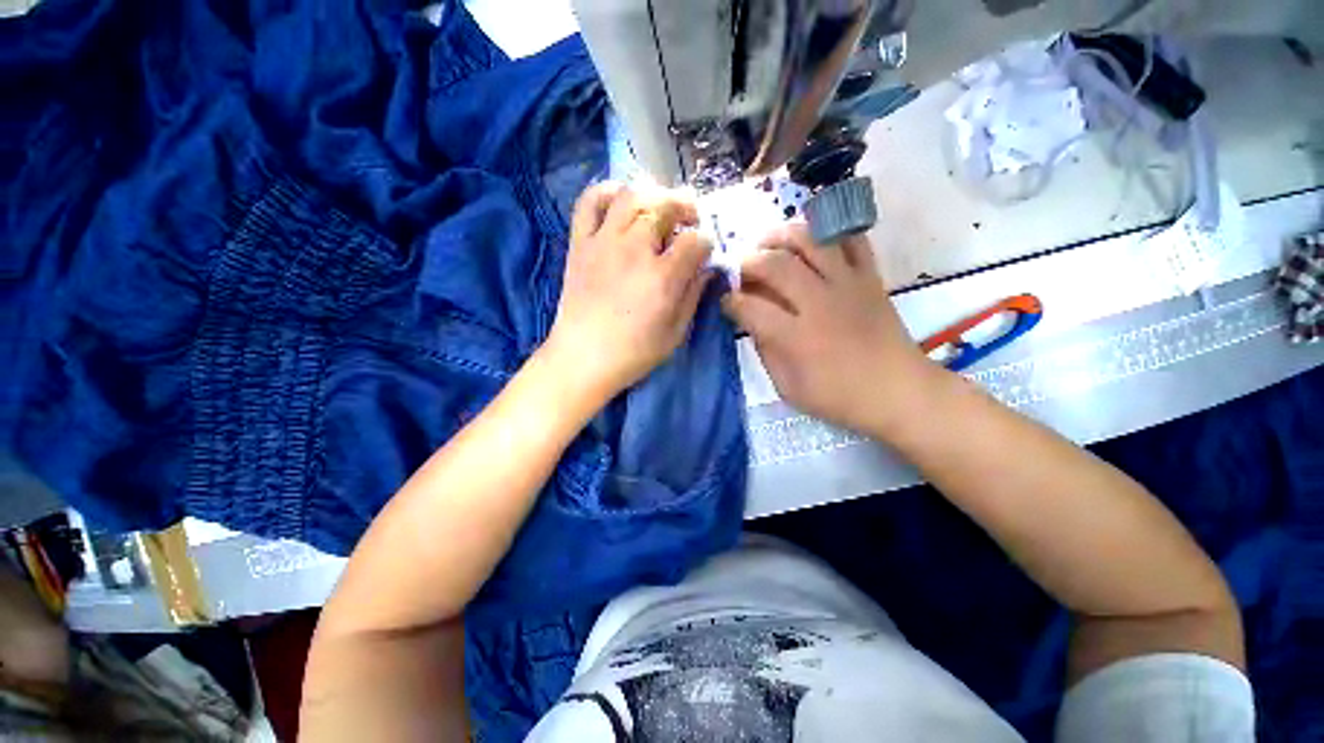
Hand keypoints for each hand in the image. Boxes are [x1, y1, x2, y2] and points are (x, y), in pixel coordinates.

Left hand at [544, 182, 712, 400]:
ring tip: (658, 208)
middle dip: (686, 207)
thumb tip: (706, 269)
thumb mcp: (676, 332)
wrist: (583, 358)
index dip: (705, 243)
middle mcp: (635, 249)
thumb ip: (693, 295)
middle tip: (689, 219)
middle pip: (666, 207)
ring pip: (632, 195)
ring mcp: (604, 242)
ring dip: (652, 195)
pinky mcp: (580, 243)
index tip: (704, 253)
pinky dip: (605, 191)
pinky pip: (589, 202)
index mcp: (663, 276)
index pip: (695, 240)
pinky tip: (619, 200)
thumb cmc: (634, 353)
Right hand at [722, 224, 939, 435]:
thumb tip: (751, 321)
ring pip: (810, 240)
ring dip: (781, 236)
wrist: (899, 391)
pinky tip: (810, 240)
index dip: (730, 302)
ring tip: (768, 244)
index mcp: (797, 338)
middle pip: (775, 264)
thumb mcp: (788, 388)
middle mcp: (820, 303)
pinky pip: (851, 238)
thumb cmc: (839, 397)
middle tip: (740, 270)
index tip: (725, 302)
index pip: (750, 307)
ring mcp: (848, 284)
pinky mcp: (870, 276)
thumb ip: (765, 351)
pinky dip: (828, 231)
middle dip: (748, 262)